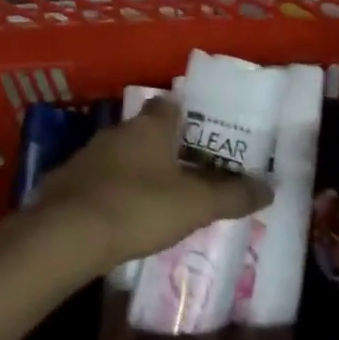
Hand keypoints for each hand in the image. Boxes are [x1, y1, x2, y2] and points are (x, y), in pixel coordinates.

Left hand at [32, 99, 270, 273]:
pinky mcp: (67, 181)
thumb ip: (232, 195)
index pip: (168, 106)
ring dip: (135, 170)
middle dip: (162, 148)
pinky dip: (111, 191)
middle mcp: (117, 131)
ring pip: (119, 155)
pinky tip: (121, 216)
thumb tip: (271, 186)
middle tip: (185, 171)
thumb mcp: (195, 205)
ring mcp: (88, 155)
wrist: (67, 234)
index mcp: (149, 127)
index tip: (200, 135)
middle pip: (144, 131)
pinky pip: (98, 180)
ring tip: (157, 197)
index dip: (184, 117)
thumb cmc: (138, 207)